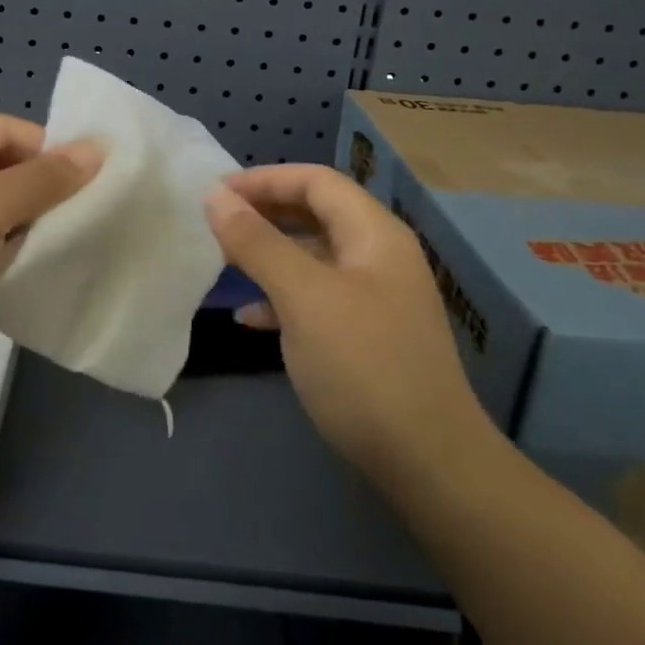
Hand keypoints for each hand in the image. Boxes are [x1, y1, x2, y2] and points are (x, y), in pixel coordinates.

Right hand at [205, 165, 498, 498]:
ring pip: (313, 256)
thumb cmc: (363, 366)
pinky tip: (250, 319)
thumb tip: (215, 195)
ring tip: (223, 263)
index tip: (216, 193)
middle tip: (215, 224)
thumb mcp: (303, 297)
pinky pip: (317, 296)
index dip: (264, 179)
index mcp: (374, 233)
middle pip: (315, 213)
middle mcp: (379, 255)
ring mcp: (376, 297)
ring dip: (269, 254)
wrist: (430, 466)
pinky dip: (282, 297)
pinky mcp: (367, 335)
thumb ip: (257, 242)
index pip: (315, 180)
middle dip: (264, 213)